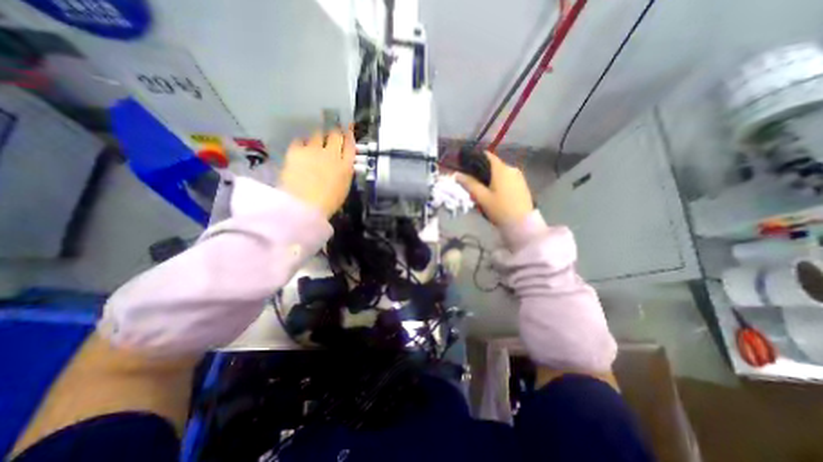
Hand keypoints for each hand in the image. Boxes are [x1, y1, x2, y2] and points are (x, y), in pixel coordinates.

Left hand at [282, 129, 354, 218]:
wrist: (304, 206)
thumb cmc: (327, 203)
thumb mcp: (343, 189)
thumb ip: (344, 173)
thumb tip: (343, 164)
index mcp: (346, 166)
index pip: (350, 145)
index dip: (349, 136)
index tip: (348, 131)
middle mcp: (332, 154)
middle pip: (335, 135)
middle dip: (335, 132)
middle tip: (332, 133)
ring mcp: (313, 150)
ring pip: (317, 134)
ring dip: (319, 136)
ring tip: (315, 141)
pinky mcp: (296, 151)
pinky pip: (299, 140)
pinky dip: (301, 143)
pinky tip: (301, 149)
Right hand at [456, 151, 534, 225]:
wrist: (522, 224)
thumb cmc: (500, 209)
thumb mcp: (482, 197)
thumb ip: (469, 184)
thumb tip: (456, 174)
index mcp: (501, 169)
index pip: (487, 156)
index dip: (475, 159)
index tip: (467, 167)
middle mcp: (511, 168)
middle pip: (493, 166)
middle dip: (483, 173)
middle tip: (474, 186)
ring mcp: (519, 177)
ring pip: (501, 173)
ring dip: (492, 179)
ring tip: (484, 193)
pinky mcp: (523, 185)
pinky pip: (508, 179)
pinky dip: (500, 183)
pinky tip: (496, 196)